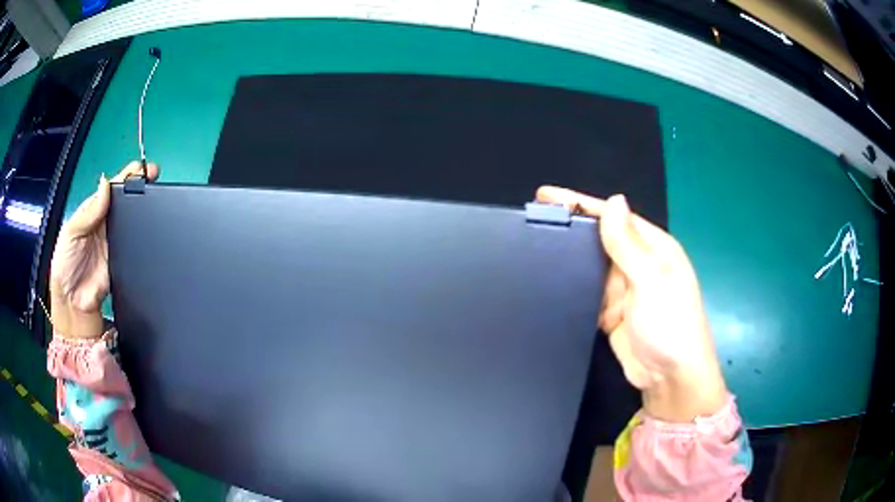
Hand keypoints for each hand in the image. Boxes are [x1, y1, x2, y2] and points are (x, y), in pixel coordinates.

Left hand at [50, 162, 157, 338]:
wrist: (74, 304)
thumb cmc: (66, 265)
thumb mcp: (71, 232)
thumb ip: (88, 211)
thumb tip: (106, 184)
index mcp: (92, 211)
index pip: (110, 188)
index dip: (125, 176)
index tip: (142, 168)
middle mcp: (105, 223)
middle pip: (125, 200)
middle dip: (140, 186)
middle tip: (155, 176)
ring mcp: (116, 242)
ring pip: (132, 220)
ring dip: (144, 207)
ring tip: (158, 194)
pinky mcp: (124, 260)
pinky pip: (136, 244)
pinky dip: (144, 234)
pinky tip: (152, 225)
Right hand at [536, 186, 726, 421]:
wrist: (669, 377)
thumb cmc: (669, 323)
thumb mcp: (651, 279)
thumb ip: (628, 243)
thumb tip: (613, 200)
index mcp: (653, 247)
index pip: (614, 217)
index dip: (582, 204)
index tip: (546, 195)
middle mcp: (638, 263)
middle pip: (599, 239)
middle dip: (570, 229)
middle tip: (532, 220)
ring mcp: (623, 289)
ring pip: (590, 266)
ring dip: (568, 258)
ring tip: (532, 246)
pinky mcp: (610, 312)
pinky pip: (586, 293)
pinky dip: (570, 287)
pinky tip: (548, 280)